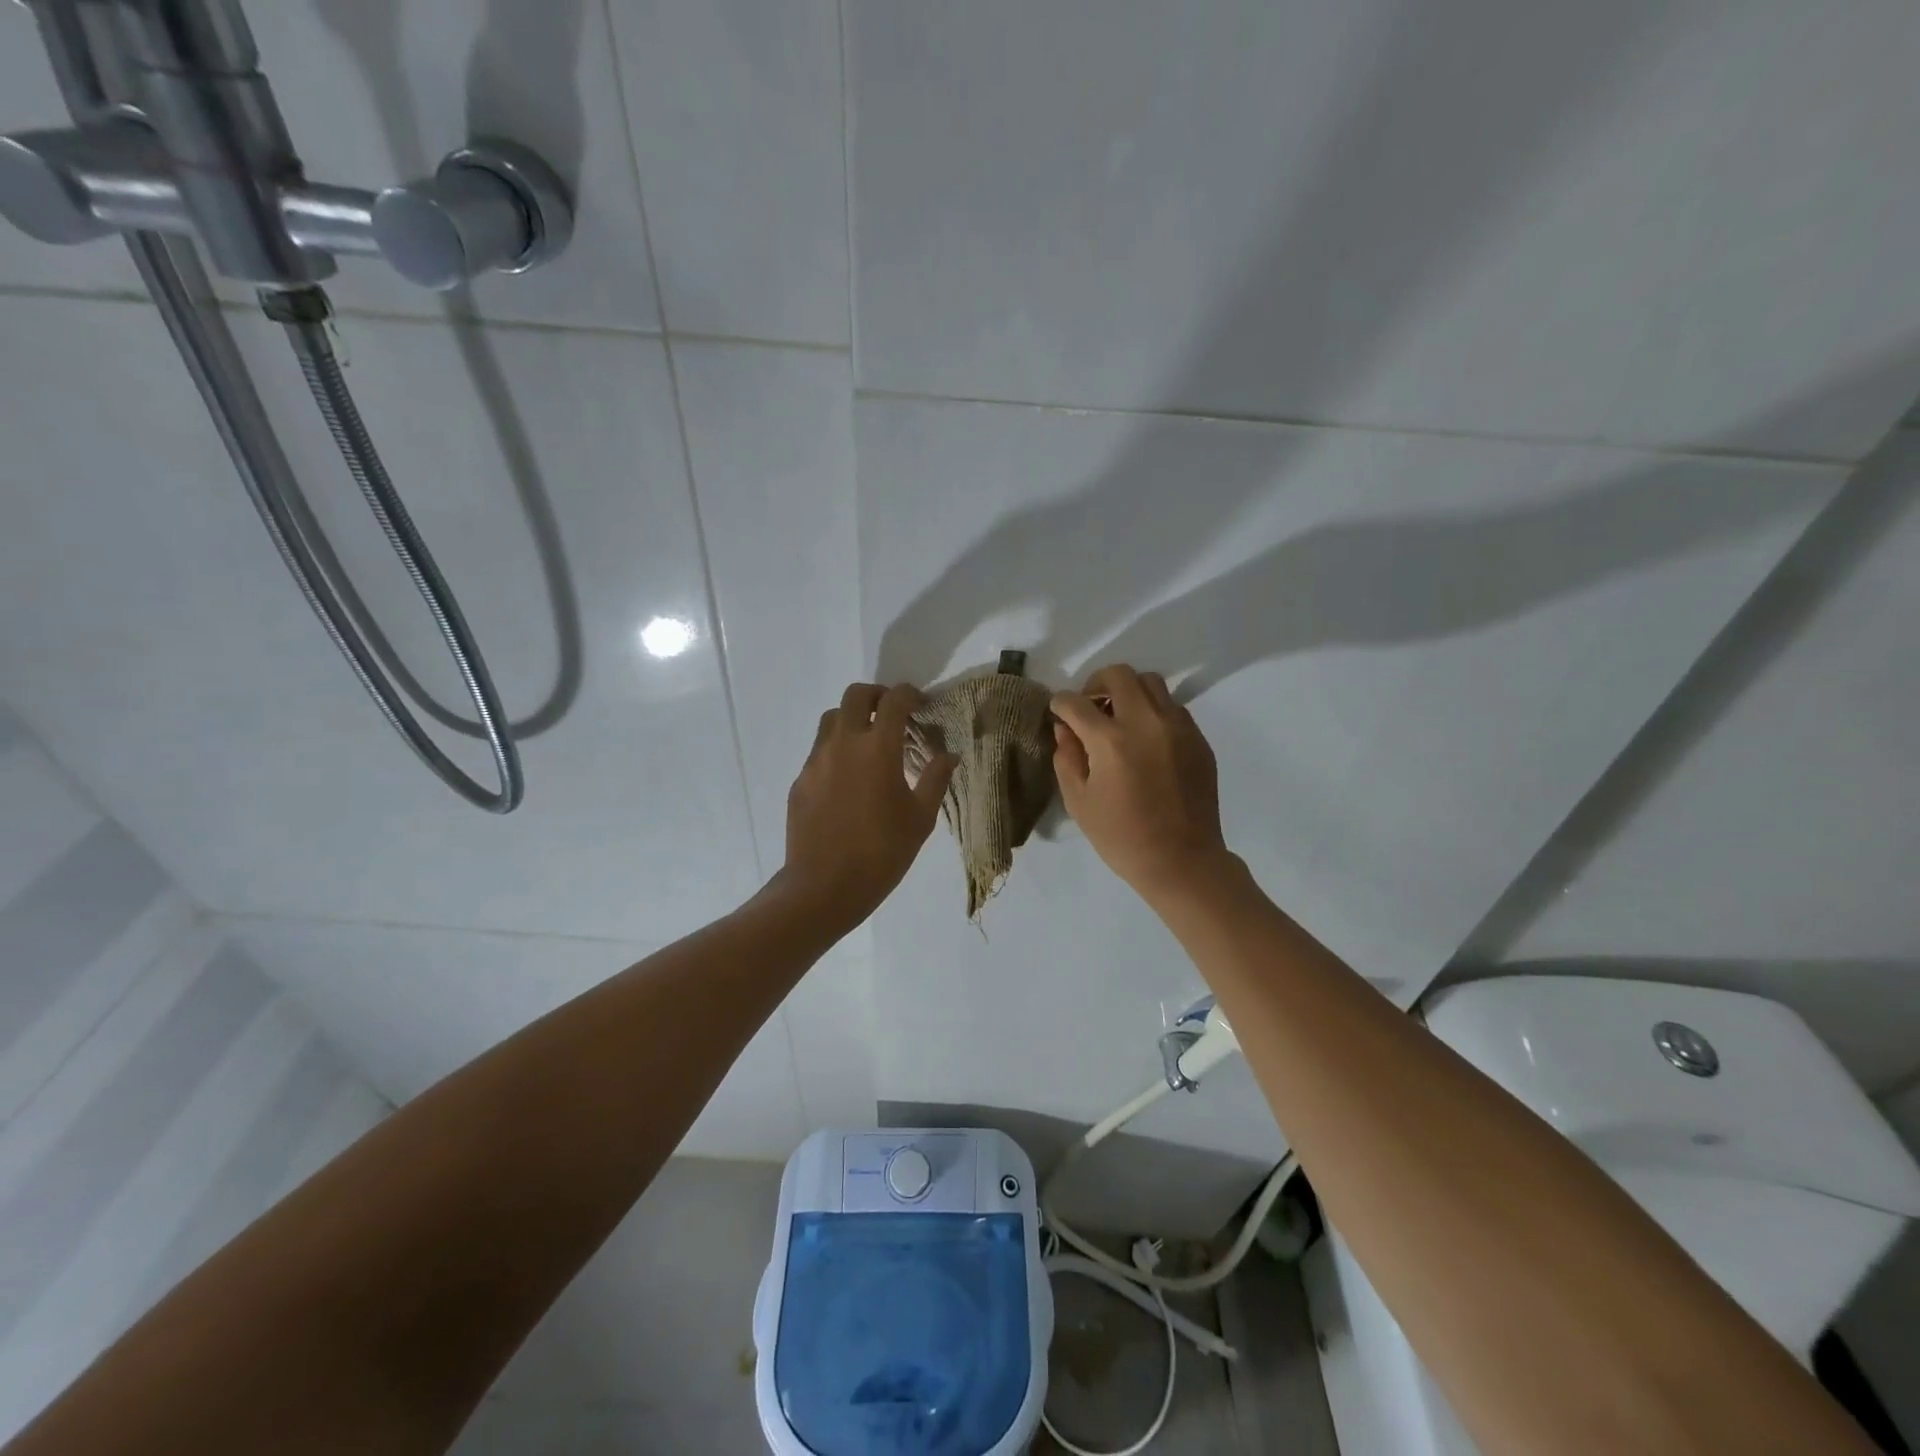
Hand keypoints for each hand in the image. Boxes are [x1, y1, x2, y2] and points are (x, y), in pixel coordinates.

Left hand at [776, 682, 956, 929]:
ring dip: (853, 719)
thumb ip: (935, 779)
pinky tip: (848, 780)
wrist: (823, 887)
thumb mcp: (920, 819)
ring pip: (831, 719)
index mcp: (878, 748)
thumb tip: (948, 755)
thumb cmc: (881, 853)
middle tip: (893, 714)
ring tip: (869, 745)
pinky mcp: (800, 780)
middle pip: (855, 695)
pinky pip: (819, 751)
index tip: (921, 704)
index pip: (895, 701)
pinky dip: (837, 750)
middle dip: (877, 696)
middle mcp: (843, 743)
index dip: (910, 694)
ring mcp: (816, 760)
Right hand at [1051, 665, 1232, 906]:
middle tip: (1089, 706)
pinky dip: (1153, 711)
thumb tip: (1065, 729)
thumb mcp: (1079, 802)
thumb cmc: (1122, 837)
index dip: (1060, 704)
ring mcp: (1177, 727)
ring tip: (1120, 718)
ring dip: (1128, 692)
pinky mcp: (1198, 738)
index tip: (1058, 711)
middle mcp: (1146, 722)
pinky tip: (1146, 739)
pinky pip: (1172, 707)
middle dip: (1095, 684)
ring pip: (1151, 683)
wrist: (1182, 861)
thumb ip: (1067, 757)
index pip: (1076, 702)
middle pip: (1118, 675)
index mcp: (1111, 741)